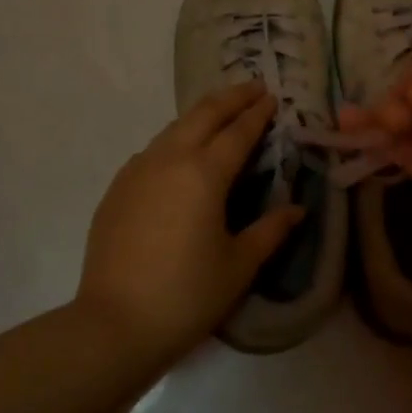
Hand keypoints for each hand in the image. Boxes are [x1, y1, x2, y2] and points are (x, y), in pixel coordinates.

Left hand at [77, 83, 303, 364]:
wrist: (114, 324)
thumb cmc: (187, 295)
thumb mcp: (239, 265)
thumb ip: (270, 230)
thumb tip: (297, 209)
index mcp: (204, 174)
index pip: (238, 132)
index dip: (258, 113)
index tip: (272, 96)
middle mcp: (169, 159)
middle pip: (203, 114)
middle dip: (231, 97)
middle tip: (253, 88)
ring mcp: (137, 171)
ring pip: (174, 128)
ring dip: (201, 115)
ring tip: (220, 113)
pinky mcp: (117, 188)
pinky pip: (153, 150)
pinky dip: (175, 139)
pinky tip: (180, 153)